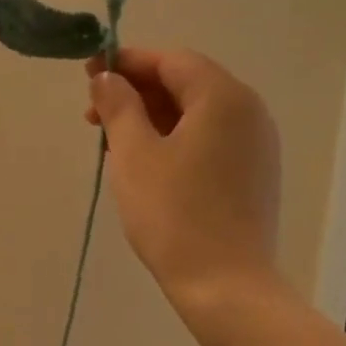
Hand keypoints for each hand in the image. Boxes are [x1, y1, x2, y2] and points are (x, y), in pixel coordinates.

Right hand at [84, 48, 282, 320]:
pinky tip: (147, 165)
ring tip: (113, 144)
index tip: (89, 75)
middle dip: (137, 93)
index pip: (171, 60)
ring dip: (153, 119)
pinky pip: (210, 140)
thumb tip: (107, 77)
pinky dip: (175, 140)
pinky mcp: (255, 174)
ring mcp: (257, 145)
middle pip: (187, 84)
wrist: (225, 285)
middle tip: (94, 116)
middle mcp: (249, 111)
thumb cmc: (173, 214)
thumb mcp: (133, 155)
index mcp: (223, 97)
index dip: (127, 62)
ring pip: (197, 114)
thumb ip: (119, 106)